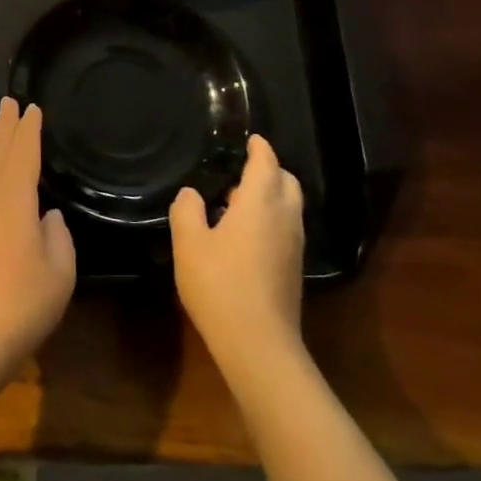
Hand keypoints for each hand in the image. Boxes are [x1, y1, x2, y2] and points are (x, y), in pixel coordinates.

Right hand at [170, 135, 304, 378]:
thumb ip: (187, 211)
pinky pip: (286, 227)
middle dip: (270, 169)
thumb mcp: (189, 244)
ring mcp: (293, 245)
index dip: (260, 148)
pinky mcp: (293, 268)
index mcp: (260, 204)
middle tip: (243, 168)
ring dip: (270, 195)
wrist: (257, 342)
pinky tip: (244, 232)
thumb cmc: (219, 284)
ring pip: (289, 206)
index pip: (266, 163)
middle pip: (287, 182)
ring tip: (237, 199)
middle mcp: (284, 218)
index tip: (251, 139)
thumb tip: (190, 193)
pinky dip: (271, 217)